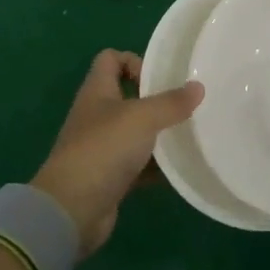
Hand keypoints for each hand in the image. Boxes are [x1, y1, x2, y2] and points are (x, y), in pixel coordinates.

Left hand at [32, 50, 203, 254]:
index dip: (134, 61)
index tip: (160, 78)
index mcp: (97, 91)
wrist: (72, 210)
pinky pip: (138, 165)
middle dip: (156, 100)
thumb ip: (171, 102)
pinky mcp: (110, 177)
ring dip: (159, 134)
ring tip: (189, 136)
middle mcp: (97, 115)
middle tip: (185, 107)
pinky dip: (156, 167)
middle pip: (127, 96)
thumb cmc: (104, 149)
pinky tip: (180, 169)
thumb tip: (198, 87)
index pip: (110, 59)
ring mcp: (102, 148)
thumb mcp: (142, 118)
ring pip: (136, 132)